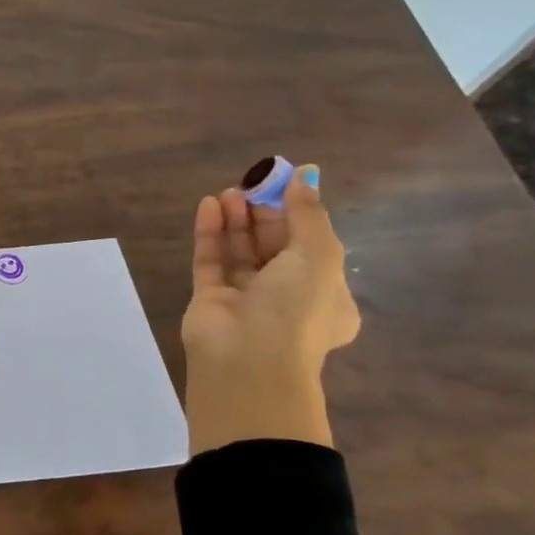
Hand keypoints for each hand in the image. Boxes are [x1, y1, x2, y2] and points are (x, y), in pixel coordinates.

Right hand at [181, 167, 359, 453]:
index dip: (296, 212)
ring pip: (240, 251)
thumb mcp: (318, 256)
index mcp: (326, 294)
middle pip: (273, 245)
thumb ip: (308, 213)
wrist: (247, 361)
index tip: (281, 181)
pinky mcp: (210, 299)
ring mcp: (245, 299)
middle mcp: (287, 297)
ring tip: (227, 192)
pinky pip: (211, 260)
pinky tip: (209, 206)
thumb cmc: (295, 309)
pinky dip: (211, 233)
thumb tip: (306, 173)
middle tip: (249, 184)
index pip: (311, 245)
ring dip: (236, 220)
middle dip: (262, 214)